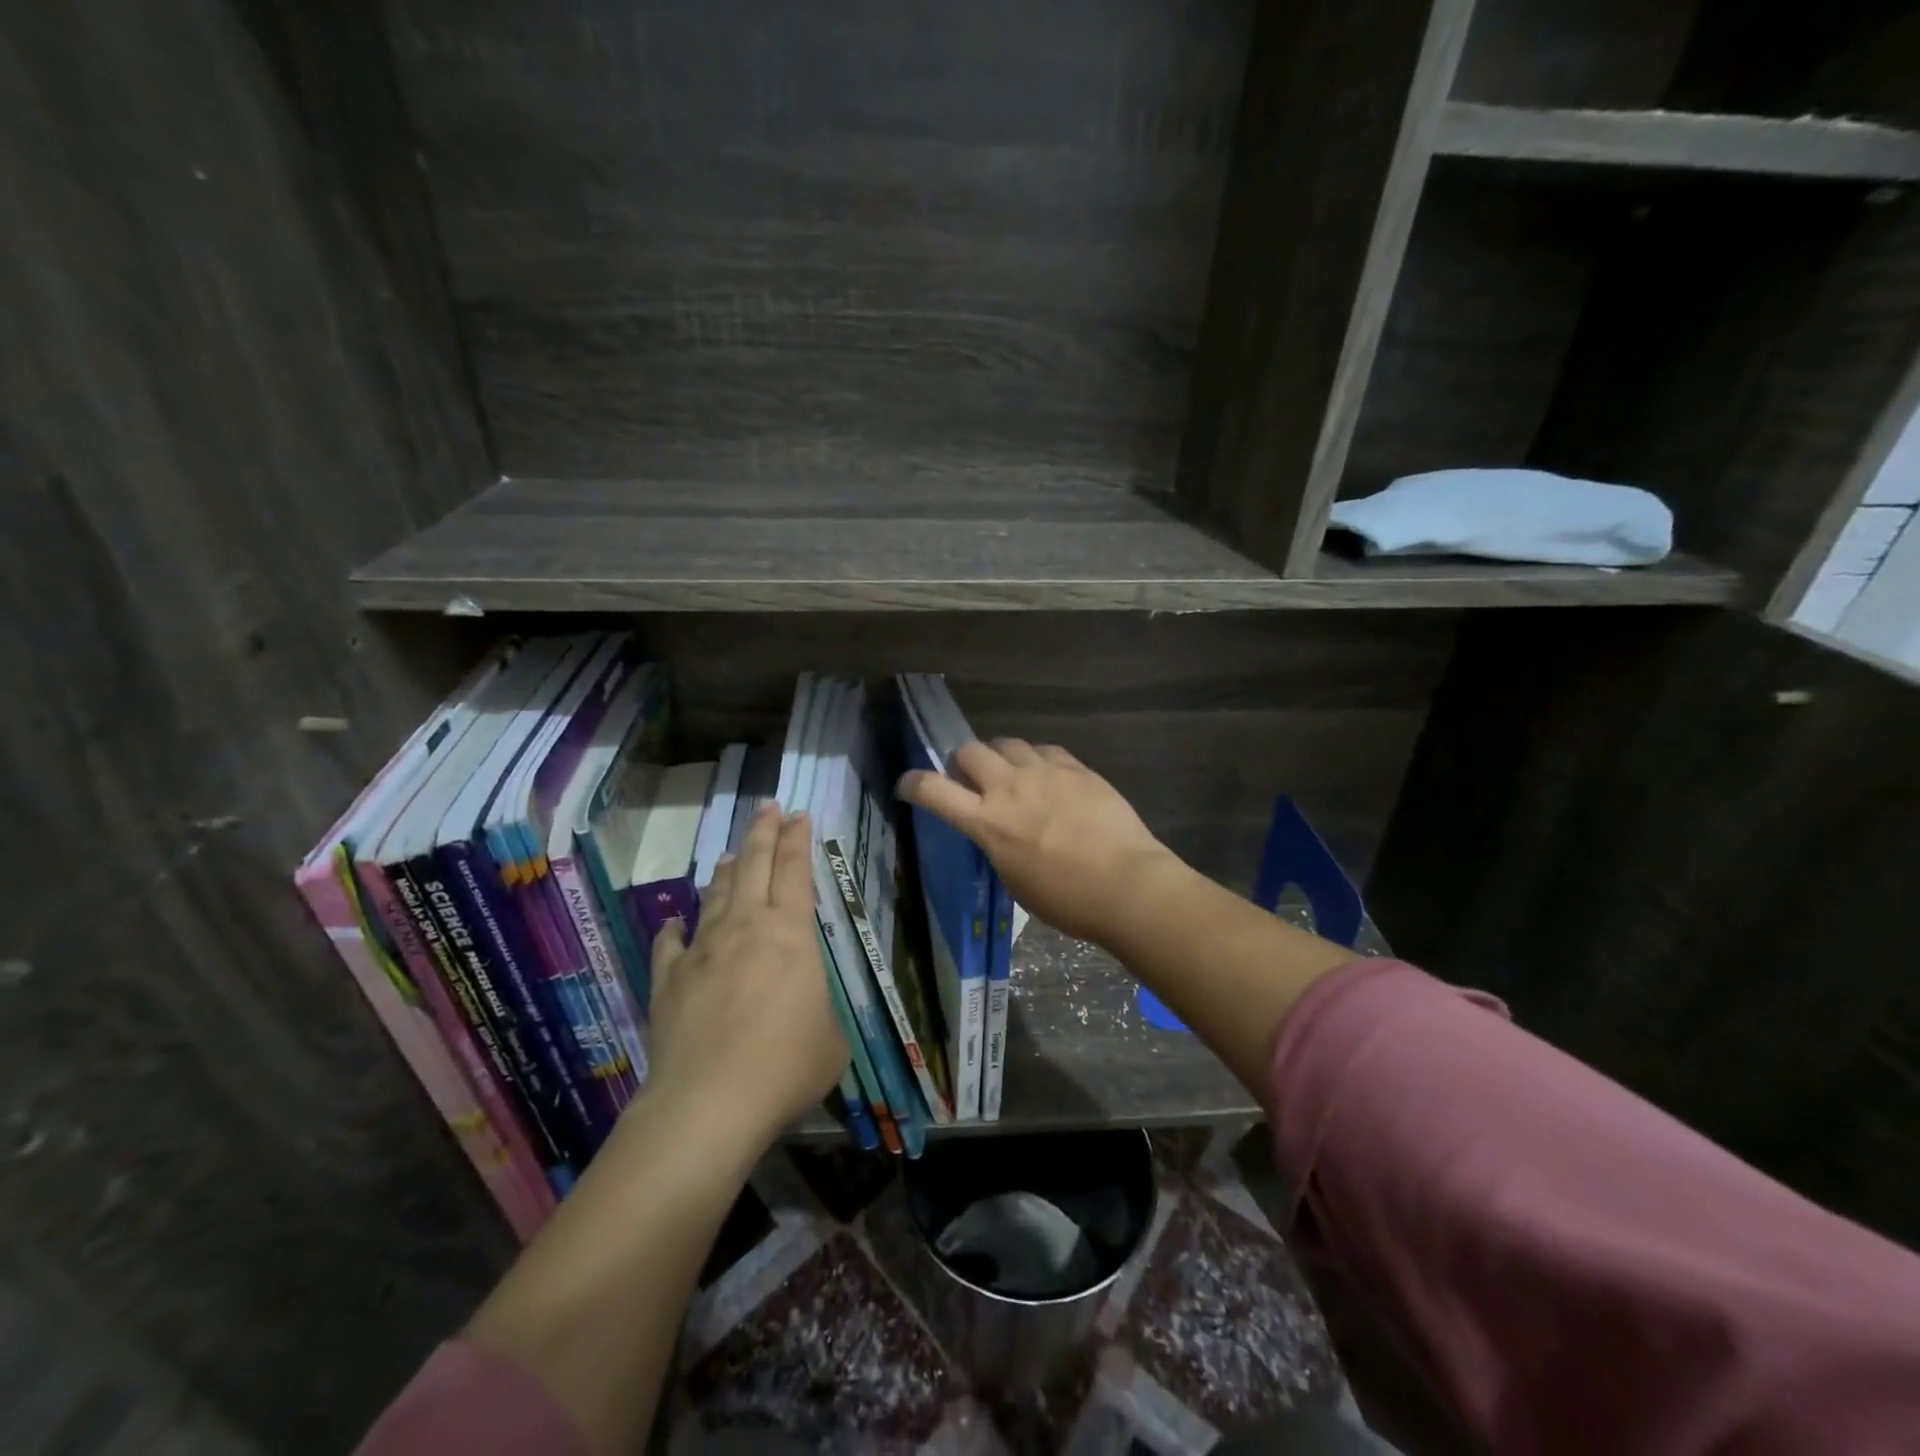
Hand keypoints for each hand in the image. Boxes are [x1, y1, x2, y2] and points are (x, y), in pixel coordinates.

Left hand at [644, 805, 848, 1149]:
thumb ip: (821, 1015)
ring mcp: (702, 951)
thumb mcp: (831, 1041)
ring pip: (716, 895)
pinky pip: (671, 943)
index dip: (798, 838)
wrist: (709, 1103)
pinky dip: (676, 928)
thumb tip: (807, 1014)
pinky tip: (674, 921)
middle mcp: (745, 928)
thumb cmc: (786, 1065)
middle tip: (768, 807)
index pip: (795, 870)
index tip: (799, 813)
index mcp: (790, 933)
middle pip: (754, 865)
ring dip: (727, 871)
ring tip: (732, 854)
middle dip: (763, 832)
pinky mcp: (669, 980)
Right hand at [898, 737, 1182, 945]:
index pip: (934, 791)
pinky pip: (1046, 750)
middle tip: (971, 776)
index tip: (907, 784)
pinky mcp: (1075, 768)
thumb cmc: (1068, 900)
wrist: (1126, 884)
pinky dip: (1037, 759)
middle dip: (962, 760)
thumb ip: (999, 847)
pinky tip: (1048, 775)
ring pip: (1008, 743)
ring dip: (1000, 755)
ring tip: (1011, 771)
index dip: (914, 783)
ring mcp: (1044, 773)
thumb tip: (999, 832)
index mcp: (988, 823)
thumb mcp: (1016, 881)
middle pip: (970, 751)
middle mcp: (1009, 788)